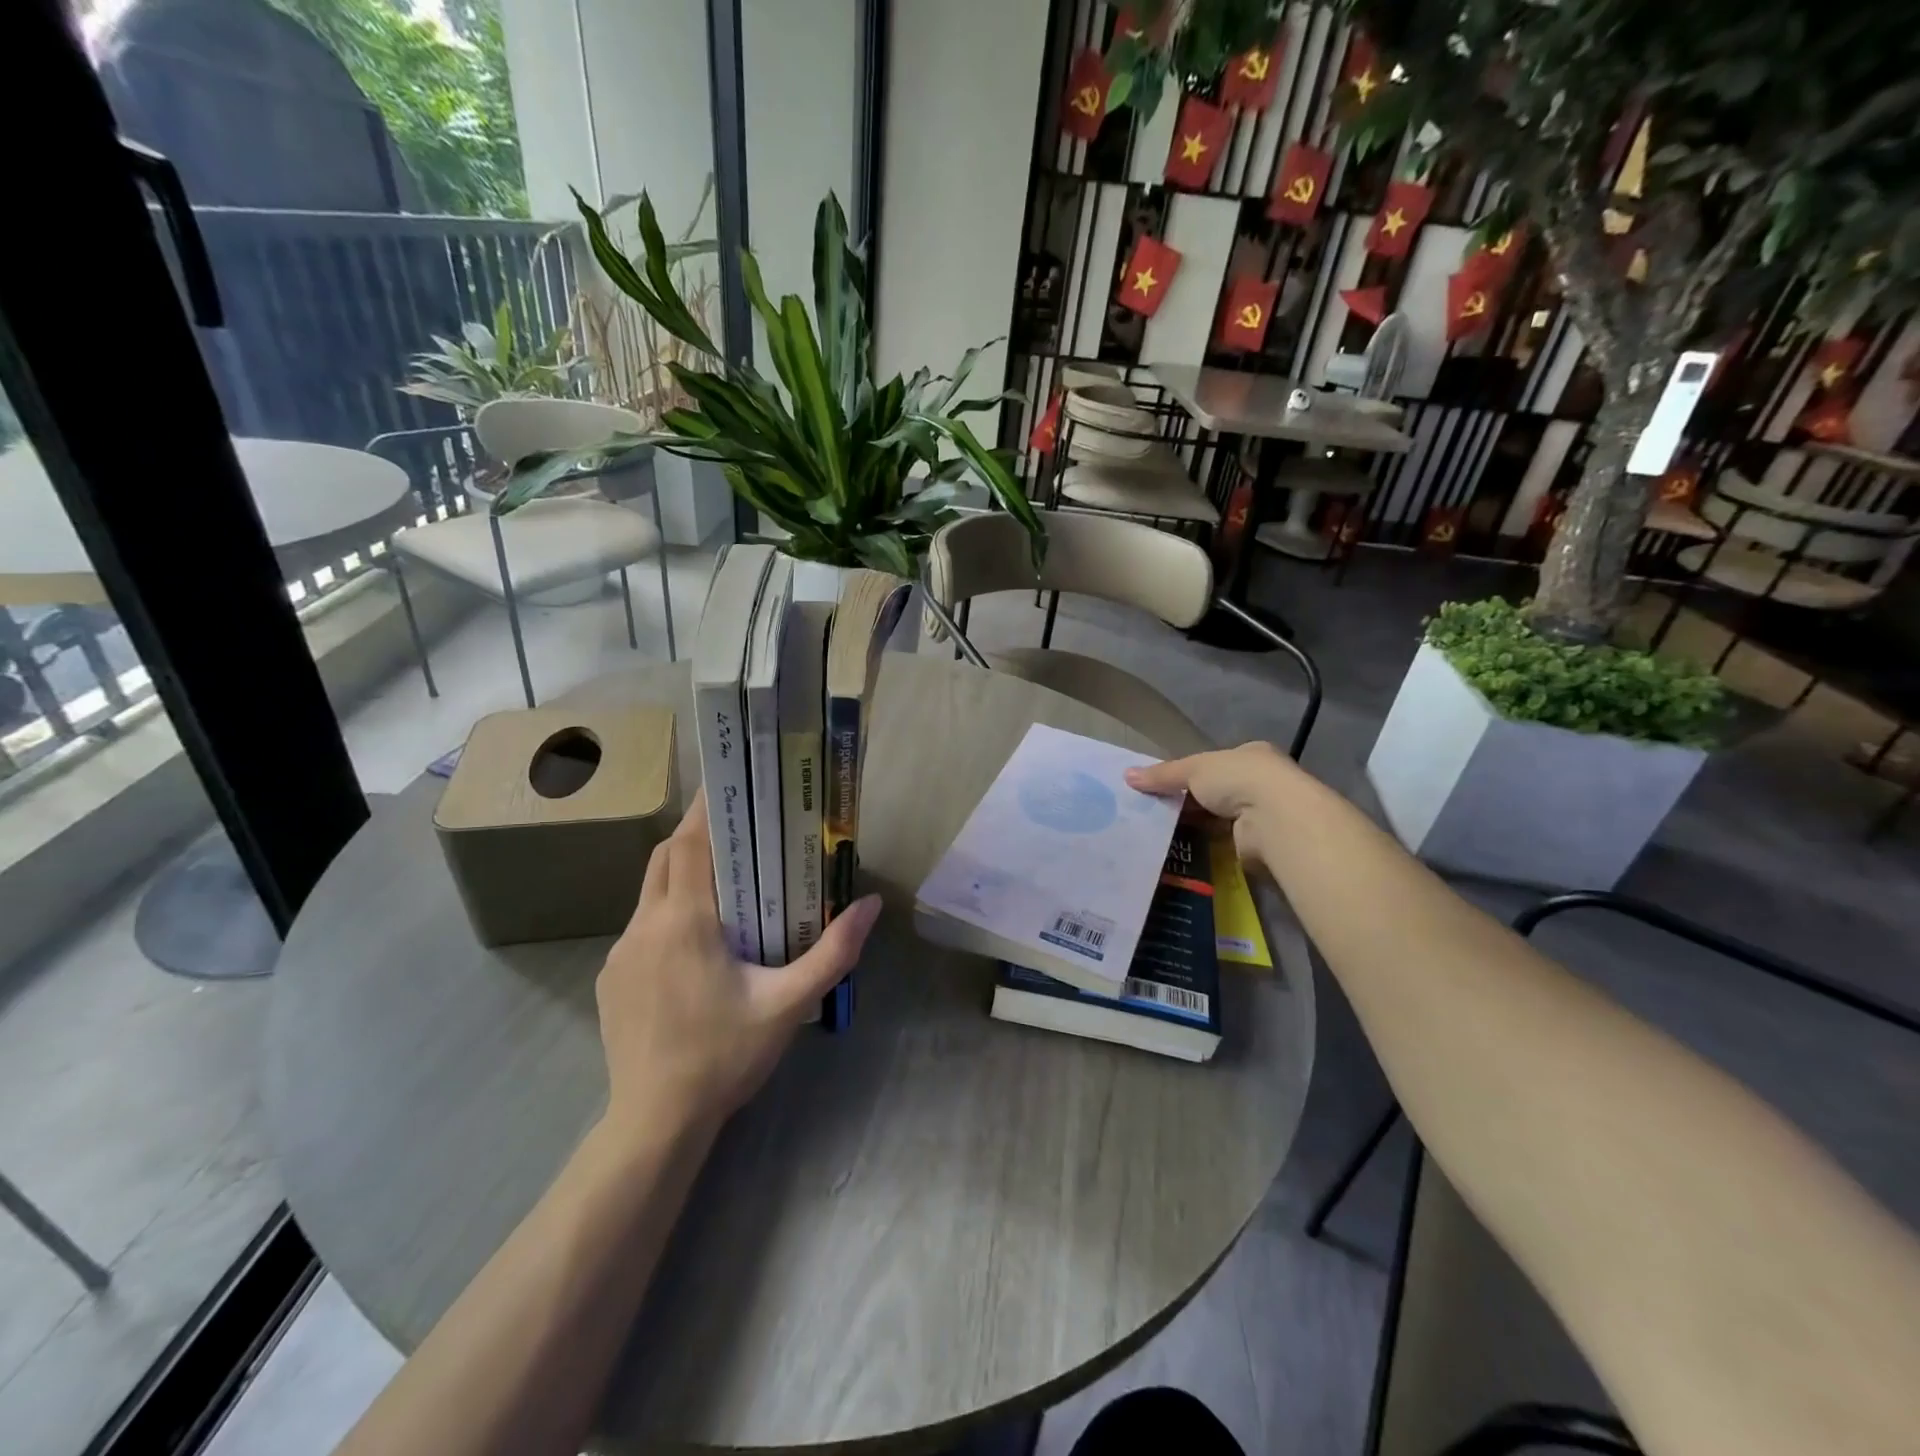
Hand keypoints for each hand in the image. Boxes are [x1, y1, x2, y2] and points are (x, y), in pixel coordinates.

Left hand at [595, 792, 881, 1136]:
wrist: (656, 1122)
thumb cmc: (725, 1055)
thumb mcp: (789, 1004)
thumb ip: (833, 952)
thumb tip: (870, 905)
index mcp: (685, 922)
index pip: (690, 844)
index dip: (707, 810)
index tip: (730, 786)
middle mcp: (644, 926)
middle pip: (664, 857)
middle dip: (696, 834)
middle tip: (737, 829)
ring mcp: (620, 952)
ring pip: (649, 890)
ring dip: (680, 873)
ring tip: (722, 882)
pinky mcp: (610, 978)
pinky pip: (640, 925)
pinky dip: (665, 911)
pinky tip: (694, 943)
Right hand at [1125, 742, 1298, 870]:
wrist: (1275, 819)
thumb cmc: (1238, 779)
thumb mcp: (1193, 768)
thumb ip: (1162, 774)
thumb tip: (1126, 775)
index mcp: (1251, 756)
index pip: (1216, 764)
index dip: (1189, 774)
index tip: (1163, 787)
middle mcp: (1261, 783)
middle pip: (1216, 793)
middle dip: (1189, 803)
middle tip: (1154, 813)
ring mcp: (1262, 816)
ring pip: (1219, 820)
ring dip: (1196, 828)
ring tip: (1159, 835)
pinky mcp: (1259, 845)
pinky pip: (1223, 845)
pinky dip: (1204, 848)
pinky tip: (1180, 852)